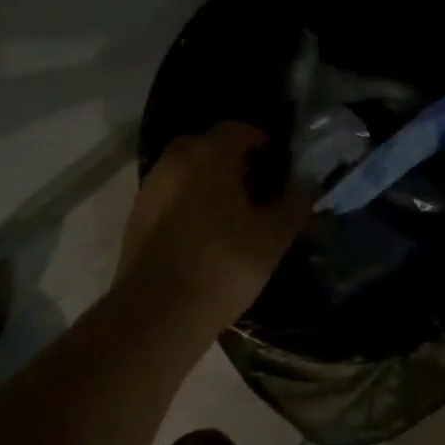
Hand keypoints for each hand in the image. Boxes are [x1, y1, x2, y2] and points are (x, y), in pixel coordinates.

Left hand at [115, 122, 310, 340]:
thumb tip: (307, 185)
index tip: (278, 164)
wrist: (156, 315)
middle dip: (232, 158)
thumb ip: (295, 204)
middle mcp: (175, 162)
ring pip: (186, 169)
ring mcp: (151, 188)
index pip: (238, 129)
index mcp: (209, 156)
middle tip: (256, 186)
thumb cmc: (222, 265)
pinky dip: (189, 200)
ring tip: (233, 211)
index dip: (261, 141)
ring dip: (208, 180)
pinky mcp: (136, 217)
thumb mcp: (273, 237)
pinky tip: (206, 231)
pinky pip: (171, 193)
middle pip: (208, 145)